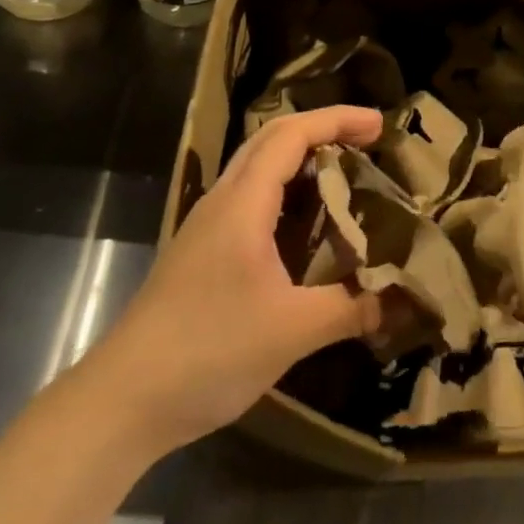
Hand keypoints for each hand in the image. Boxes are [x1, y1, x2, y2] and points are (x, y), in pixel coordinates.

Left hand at [83, 105, 385, 453]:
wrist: (120, 403)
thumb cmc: (208, 351)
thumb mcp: (291, 332)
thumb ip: (350, 309)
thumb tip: (403, 301)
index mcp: (243, 203)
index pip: (292, 135)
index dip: (337, 120)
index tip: (379, 125)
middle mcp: (223, 201)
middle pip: (273, 139)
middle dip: (323, 129)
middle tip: (367, 141)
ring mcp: (208, 227)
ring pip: (259, 169)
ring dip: (302, 159)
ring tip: (345, 176)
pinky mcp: (201, 253)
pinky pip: (252, 200)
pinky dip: (286, 193)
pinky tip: (306, 228)